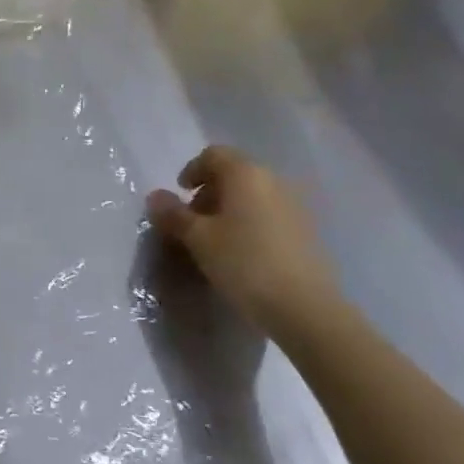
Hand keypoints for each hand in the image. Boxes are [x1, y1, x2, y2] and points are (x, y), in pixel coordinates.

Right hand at [145, 146, 338, 337]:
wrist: (307, 308)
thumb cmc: (245, 263)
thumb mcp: (198, 239)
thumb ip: (174, 214)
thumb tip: (155, 197)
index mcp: (245, 173)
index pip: (213, 155)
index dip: (192, 170)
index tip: (181, 193)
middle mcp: (272, 180)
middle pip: (235, 174)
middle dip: (211, 192)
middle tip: (195, 220)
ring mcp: (295, 205)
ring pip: (254, 195)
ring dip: (231, 209)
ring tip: (217, 240)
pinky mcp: (308, 232)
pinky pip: (270, 215)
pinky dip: (251, 223)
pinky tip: (244, 253)